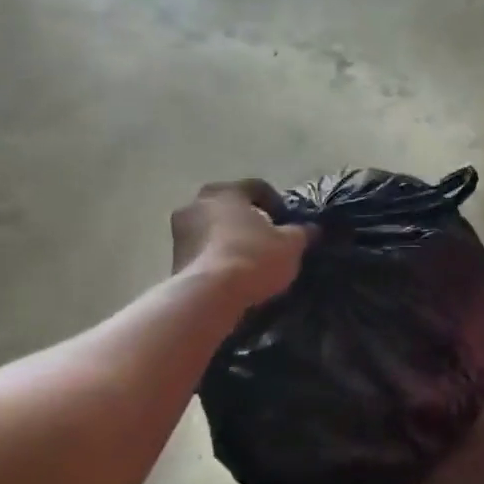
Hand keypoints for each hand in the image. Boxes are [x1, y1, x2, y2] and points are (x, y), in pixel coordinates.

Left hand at [170, 180, 311, 309]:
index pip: (256, 187)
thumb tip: (310, 228)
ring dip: (229, 238)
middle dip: (248, 219)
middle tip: (267, 238)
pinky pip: (202, 250)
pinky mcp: (173, 258)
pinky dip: (216, 256)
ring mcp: (179, 231)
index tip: (287, 221)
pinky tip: (233, 274)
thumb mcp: (291, 244)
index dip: (276, 202)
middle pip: (229, 206)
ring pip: (212, 227)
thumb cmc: (254, 257)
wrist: (210, 295)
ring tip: (250, 260)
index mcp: (227, 192)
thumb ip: (301, 232)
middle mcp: (197, 203)